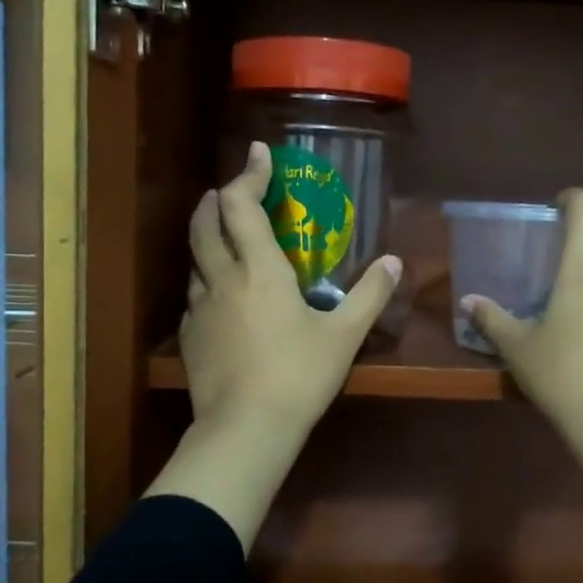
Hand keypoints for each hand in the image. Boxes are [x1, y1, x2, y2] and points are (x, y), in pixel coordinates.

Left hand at [144, 142, 401, 545]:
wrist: (246, 428)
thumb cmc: (299, 375)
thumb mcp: (344, 336)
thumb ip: (370, 295)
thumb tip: (394, 262)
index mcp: (260, 269)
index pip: (241, 204)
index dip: (248, 174)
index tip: (259, 154)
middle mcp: (223, 278)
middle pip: (204, 222)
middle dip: (214, 199)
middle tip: (229, 191)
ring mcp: (200, 308)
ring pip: (194, 259)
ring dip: (206, 238)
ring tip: (222, 239)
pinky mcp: (189, 337)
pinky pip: (194, 296)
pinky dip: (205, 282)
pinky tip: (219, 298)